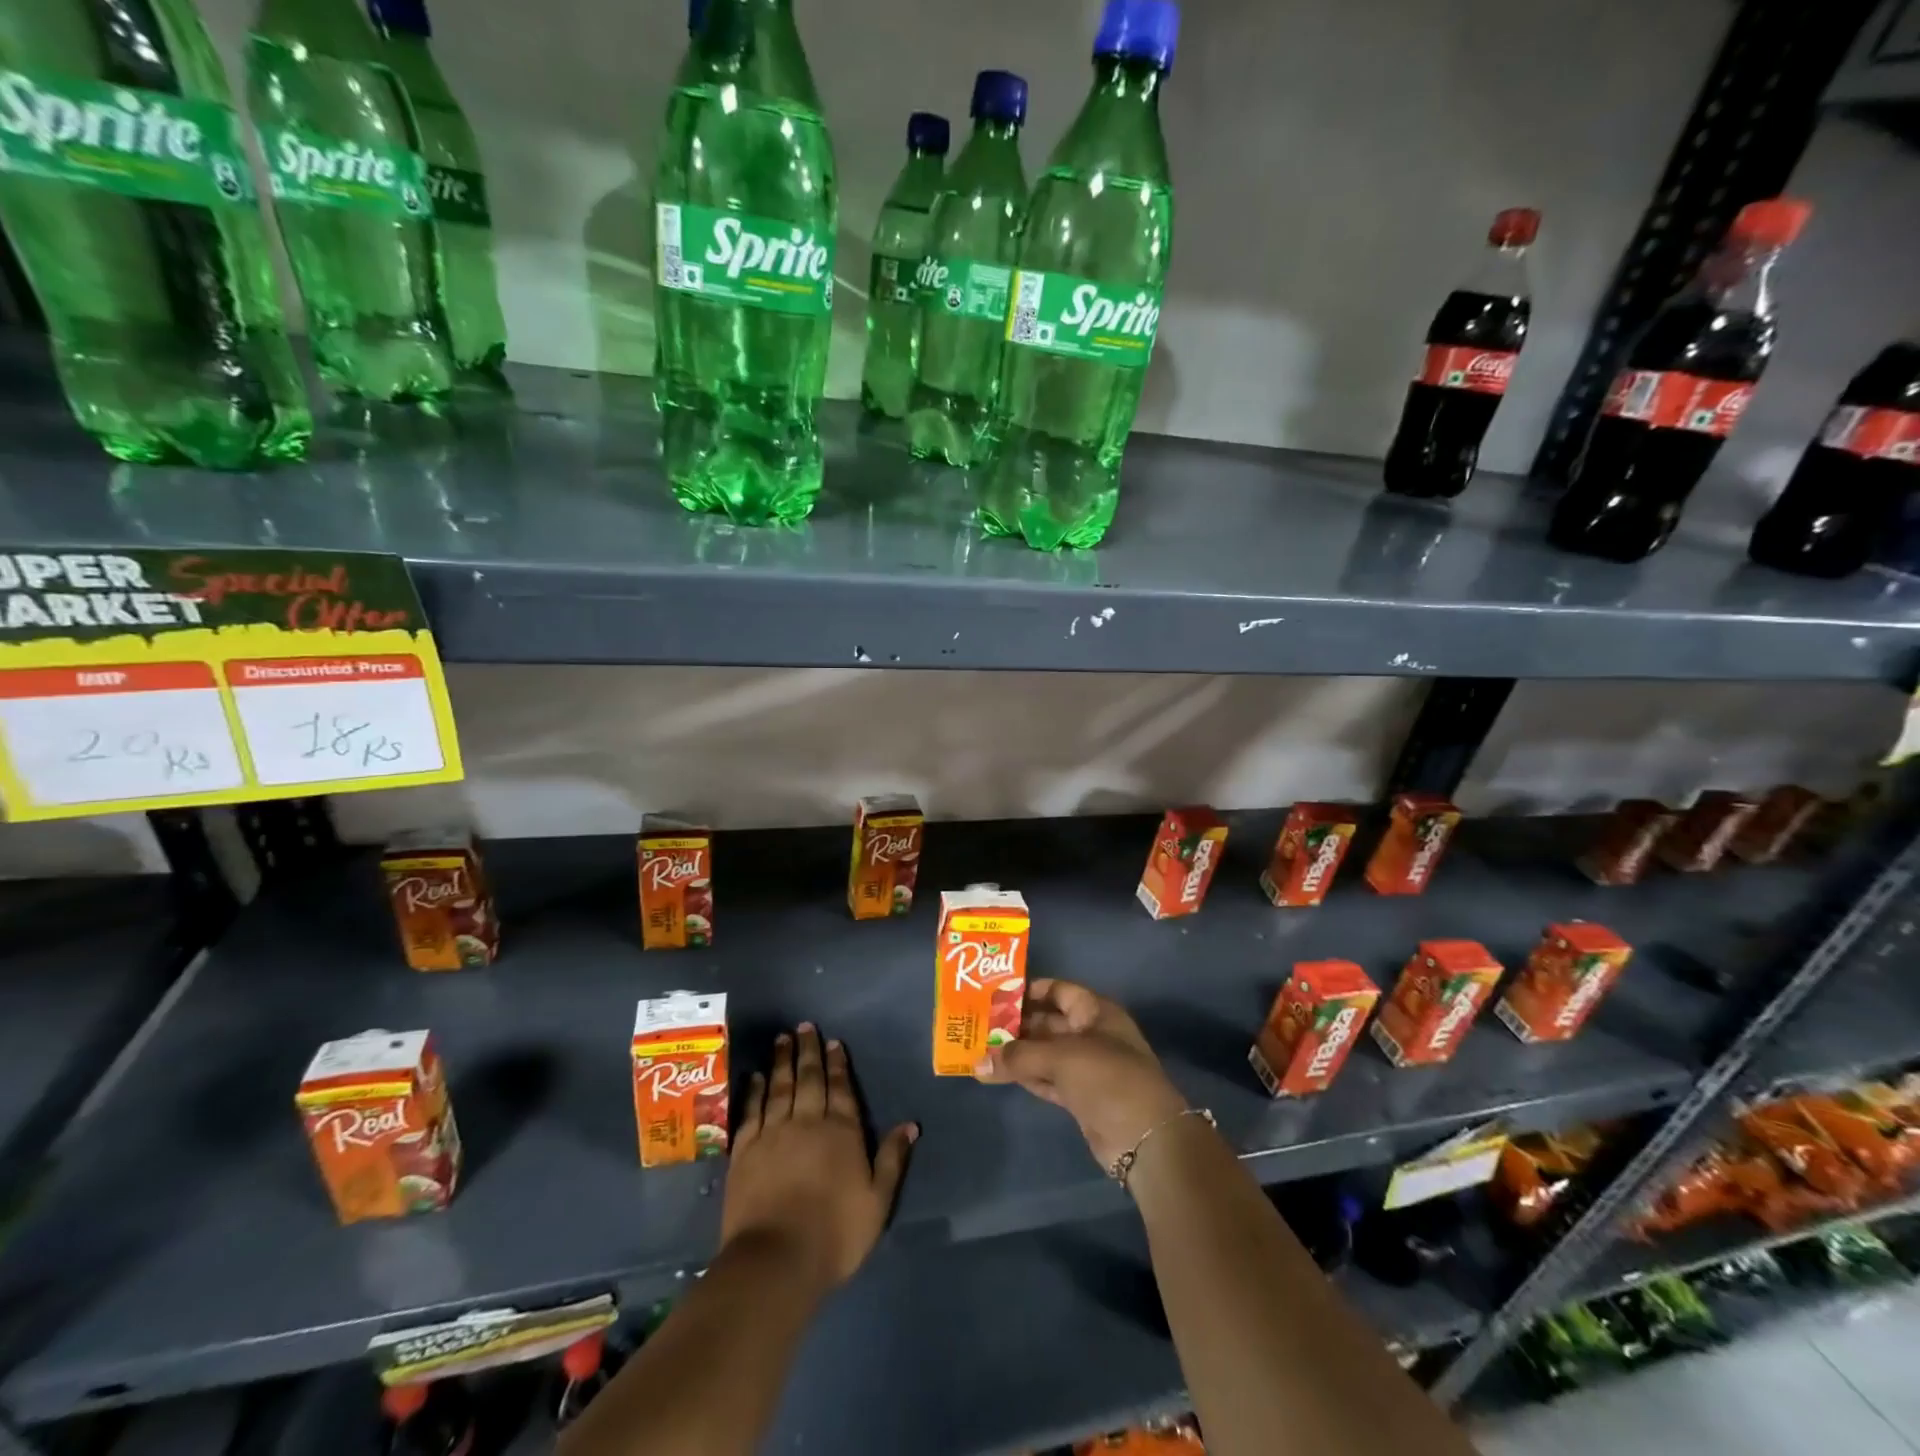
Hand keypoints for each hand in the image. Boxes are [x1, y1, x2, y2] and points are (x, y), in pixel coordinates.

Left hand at [722, 1024, 916, 1295]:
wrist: (776, 1260)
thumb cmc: (835, 1234)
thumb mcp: (877, 1201)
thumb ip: (892, 1159)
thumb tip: (911, 1124)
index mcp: (841, 1132)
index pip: (841, 1088)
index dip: (838, 1064)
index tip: (833, 1041)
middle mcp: (807, 1122)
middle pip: (809, 1079)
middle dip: (808, 1051)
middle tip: (804, 1025)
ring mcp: (773, 1134)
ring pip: (779, 1087)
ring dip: (782, 1061)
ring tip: (782, 1038)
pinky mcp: (745, 1151)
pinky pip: (751, 1111)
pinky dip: (755, 1091)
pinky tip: (757, 1076)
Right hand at [972, 978, 1188, 1168]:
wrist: (1145, 1138)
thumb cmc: (1107, 1078)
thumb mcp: (1061, 1058)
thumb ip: (1018, 1057)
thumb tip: (977, 1062)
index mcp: (1095, 1011)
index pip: (1058, 990)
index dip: (1029, 990)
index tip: (996, 994)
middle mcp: (1091, 1034)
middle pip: (1048, 1022)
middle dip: (1016, 1024)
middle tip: (979, 1024)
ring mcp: (1086, 1067)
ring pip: (1045, 1053)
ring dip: (1017, 1053)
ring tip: (980, 1049)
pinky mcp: (1080, 1097)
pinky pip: (1046, 1079)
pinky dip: (1024, 1076)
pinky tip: (996, 1074)